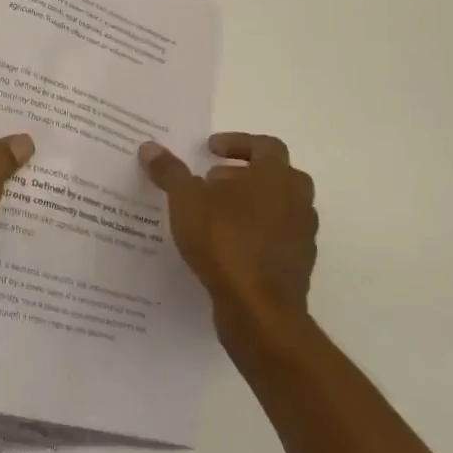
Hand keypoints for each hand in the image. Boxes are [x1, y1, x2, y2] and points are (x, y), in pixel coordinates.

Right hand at [139, 133, 317, 340]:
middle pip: (277, 175)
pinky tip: (224, 244)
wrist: (259, 310)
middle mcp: (297, 201)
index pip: (265, 145)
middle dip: (244, 173)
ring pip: (279, 207)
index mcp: (276, 177)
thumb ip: (170, 171)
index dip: (237, 142)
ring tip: (213, 213)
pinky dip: (254, 232)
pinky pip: (276, 237)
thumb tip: (150, 148)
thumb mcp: (185, 200)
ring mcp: (302, 236)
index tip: (210, 150)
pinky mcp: (297, 266)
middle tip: (213, 180)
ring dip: (250, 203)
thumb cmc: (224, 241)